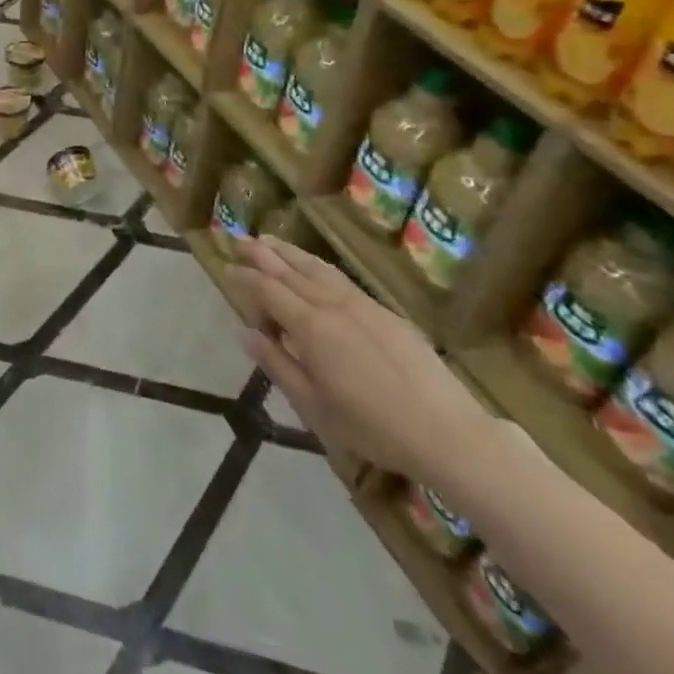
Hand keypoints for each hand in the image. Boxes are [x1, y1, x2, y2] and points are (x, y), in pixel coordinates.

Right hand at [227, 237, 495, 483]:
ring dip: (290, 253)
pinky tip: (314, 269)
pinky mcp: (386, 313)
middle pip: (291, 271)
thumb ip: (278, 364)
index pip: (269, 291)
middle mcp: (334, 306)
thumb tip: (246, 333)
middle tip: (239, 241)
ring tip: (269, 242)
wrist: (447, 432)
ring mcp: (363, 306)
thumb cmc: (372, 427)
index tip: (226, 268)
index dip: (245, 278)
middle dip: (263, 255)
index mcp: (311, 328)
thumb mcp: (313, 405)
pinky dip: (317, 267)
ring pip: (318, 269)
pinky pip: (341, 280)